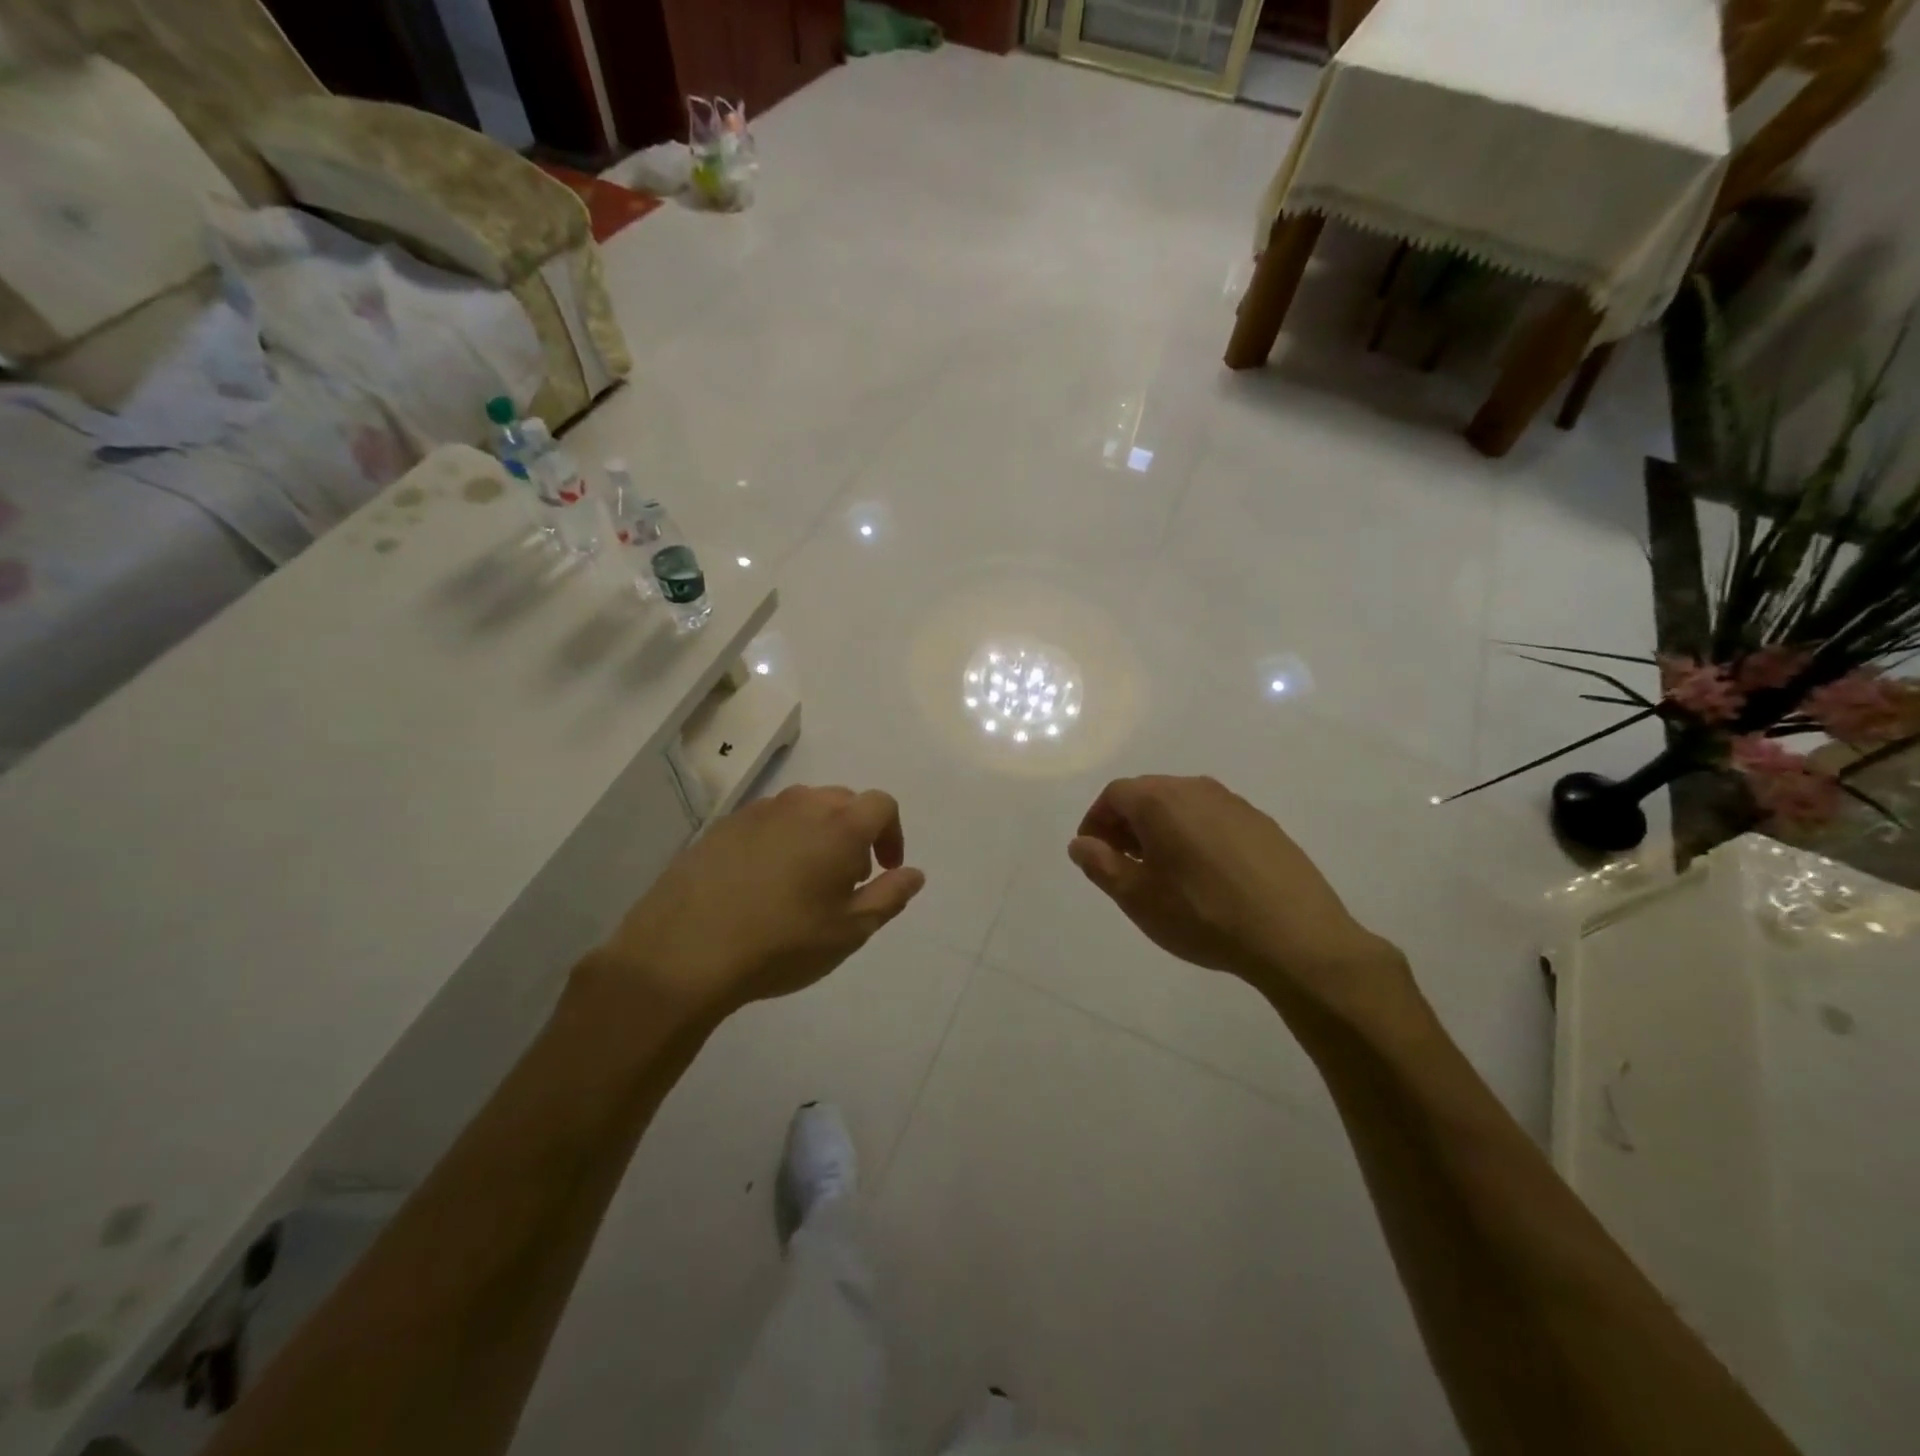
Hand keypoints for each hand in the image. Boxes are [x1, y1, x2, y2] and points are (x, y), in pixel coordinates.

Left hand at [592, 785, 925, 1020]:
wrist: (684, 952)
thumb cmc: (782, 943)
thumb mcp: (849, 931)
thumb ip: (889, 896)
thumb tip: (913, 873)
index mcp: (839, 826)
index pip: (882, 804)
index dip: (892, 833)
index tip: (884, 869)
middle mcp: (801, 806)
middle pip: (843, 802)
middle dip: (856, 834)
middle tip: (845, 881)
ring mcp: (757, 812)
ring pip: (803, 809)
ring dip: (817, 834)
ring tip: (804, 882)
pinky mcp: (723, 826)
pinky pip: (767, 821)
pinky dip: (780, 840)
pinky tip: (762, 883)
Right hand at [1068, 775, 1406, 1013]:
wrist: (1295, 937)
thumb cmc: (1202, 915)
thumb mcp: (1138, 898)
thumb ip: (1101, 864)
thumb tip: (1082, 843)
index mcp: (1161, 800)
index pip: (1114, 794)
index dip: (1096, 821)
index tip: (1094, 854)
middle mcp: (1197, 788)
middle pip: (1148, 794)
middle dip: (1127, 824)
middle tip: (1123, 864)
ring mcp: (1235, 804)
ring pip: (1183, 805)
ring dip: (1162, 829)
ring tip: (1163, 872)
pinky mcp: (1263, 824)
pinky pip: (1214, 818)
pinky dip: (1195, 835)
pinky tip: (1205, 875)